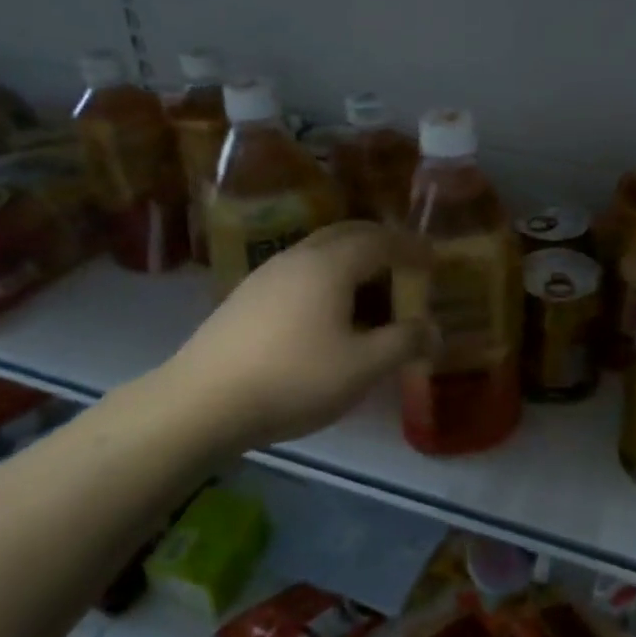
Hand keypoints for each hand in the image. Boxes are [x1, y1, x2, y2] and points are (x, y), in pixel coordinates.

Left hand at [153, 222, 432, 447]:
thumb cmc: (294, 378)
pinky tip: (328, 313)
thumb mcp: (362, 366)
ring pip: (320, 252)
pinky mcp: (246, 297)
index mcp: (330, 264)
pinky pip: (300, 273)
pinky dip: (328, 279)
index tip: (434, 259)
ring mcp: (266, 275)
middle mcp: (298, 257)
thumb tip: (434, 330)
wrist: (202, 402)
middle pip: (348, 234)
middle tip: (406, 265)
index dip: (412, 247)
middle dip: (382, 244)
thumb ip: (404, 343)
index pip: (381, 240)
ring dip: (352, 262)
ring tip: (371, 291)